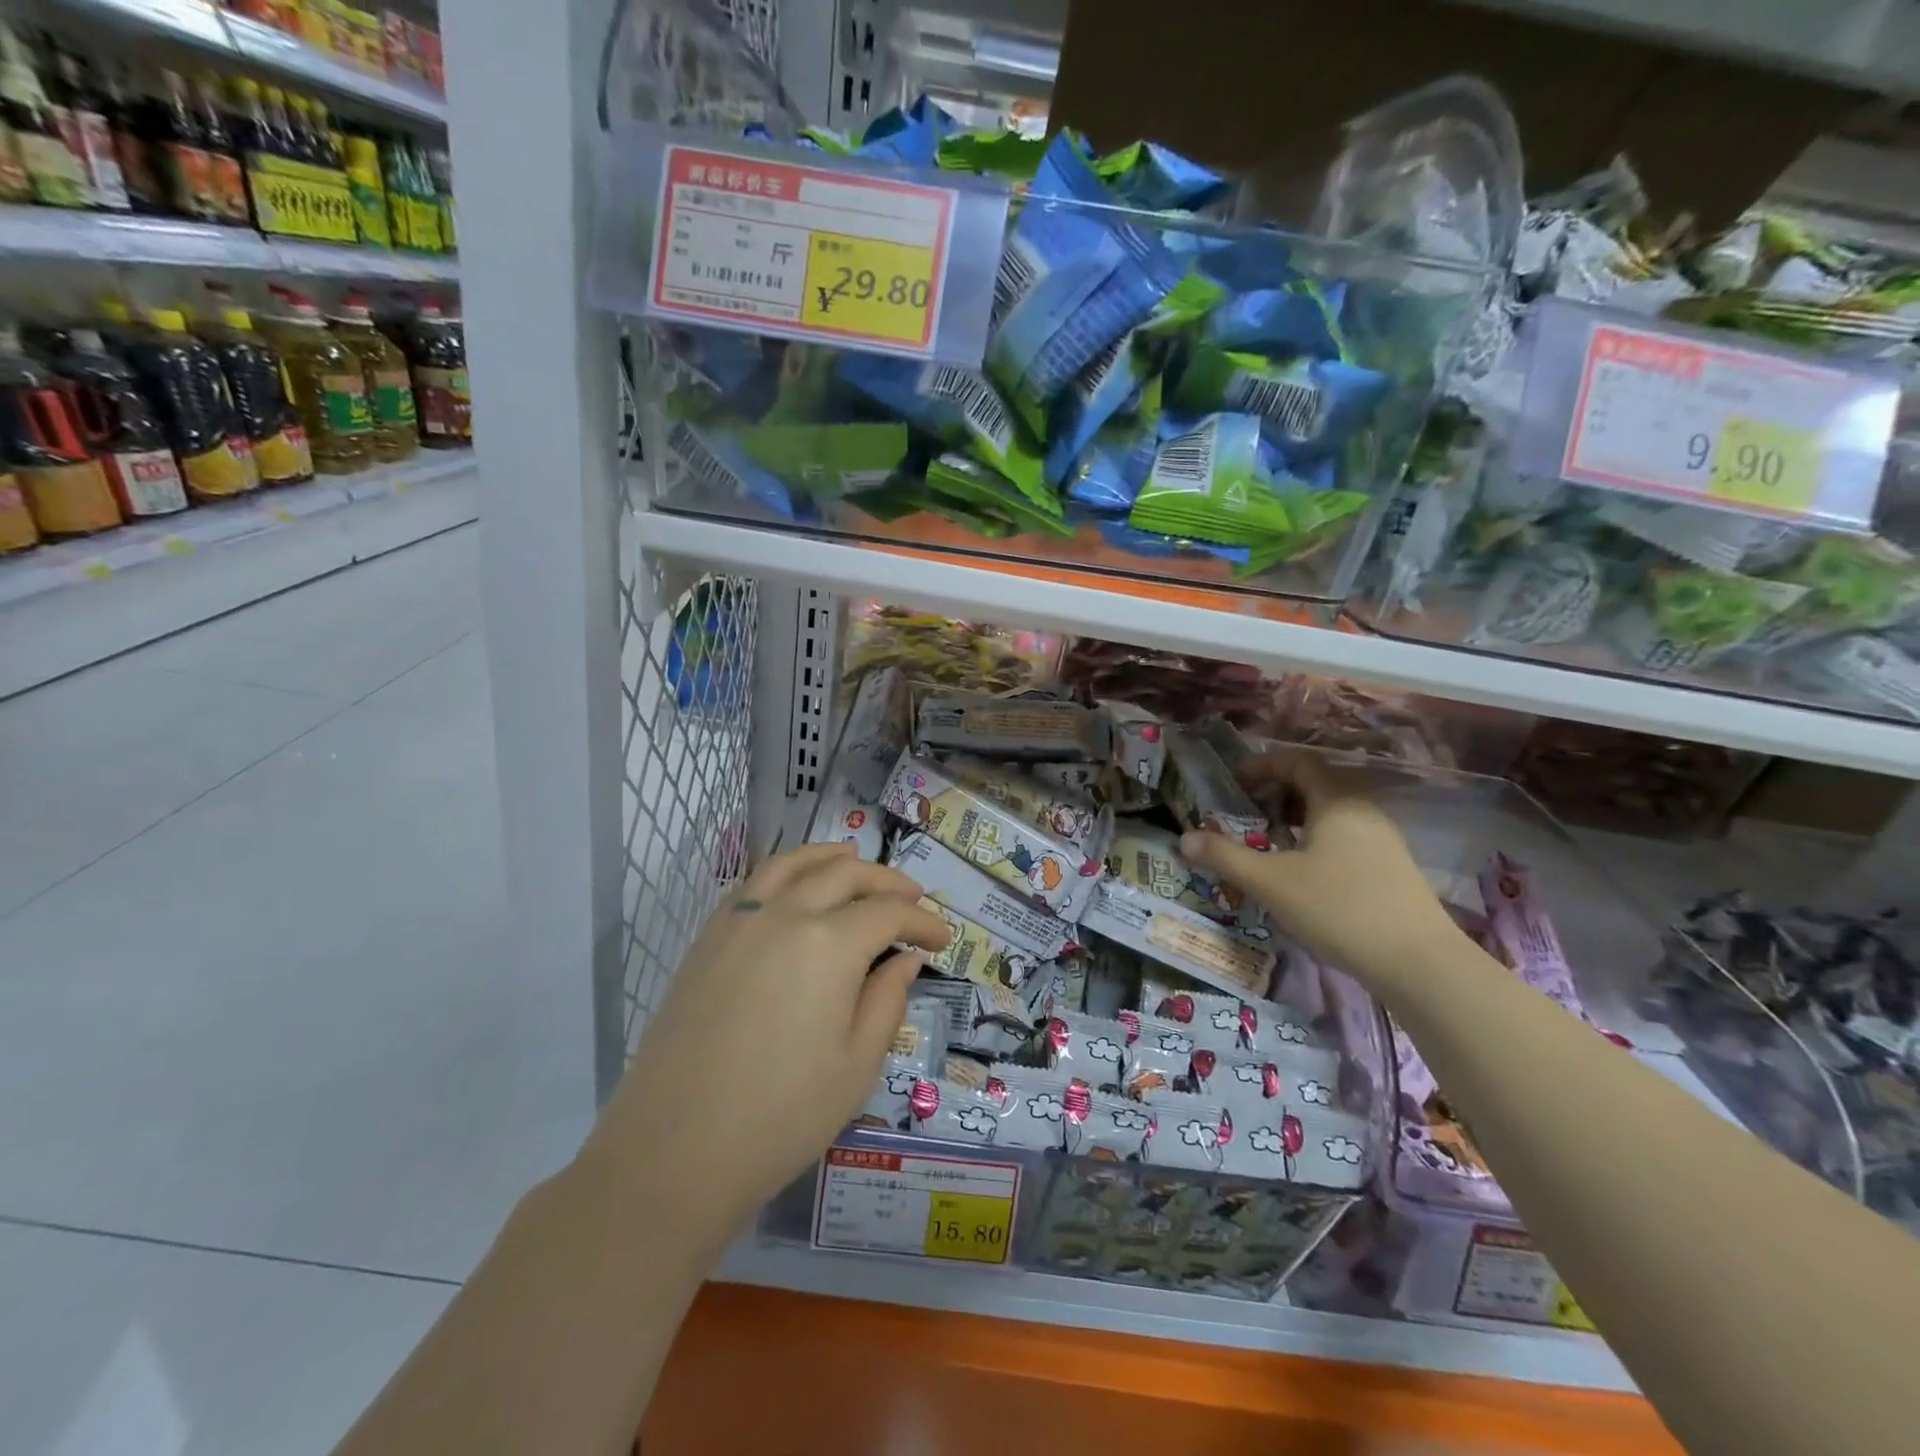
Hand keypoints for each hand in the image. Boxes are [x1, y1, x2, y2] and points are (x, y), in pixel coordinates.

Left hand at [579, 842, 951, 1240]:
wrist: (673, 1151)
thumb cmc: (781, 1116)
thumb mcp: (857, 1066)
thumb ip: (887, 1000)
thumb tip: (905, 958)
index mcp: (829, 945)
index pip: (888, 913)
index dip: (923, 921)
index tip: (943, 938)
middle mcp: (785, 914)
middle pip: (845, 874)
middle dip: (887, 882)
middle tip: (912, 898)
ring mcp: (740, 921)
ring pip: (793, 864)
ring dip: (831, 857)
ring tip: (853, 856)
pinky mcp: (708, 938)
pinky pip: (754, 883)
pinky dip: (785, 870)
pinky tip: (795, 885)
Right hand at [1180, 752, 1457, 989]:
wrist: (1419, 963)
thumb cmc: (1339, 909)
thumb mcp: (1271, 882)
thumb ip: (1224, 857)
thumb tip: (1183, 838)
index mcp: (1337, 801)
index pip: (1299, 761)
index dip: (1264, 765)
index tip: (1235, 781)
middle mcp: (1364, 811)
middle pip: (1317, 785)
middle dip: (1277, 792)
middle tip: (1245, 811)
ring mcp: (1384, 840)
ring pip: (1332, 813)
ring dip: (1296, 818)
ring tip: (1268, 841)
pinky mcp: (1392, 868)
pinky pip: (1346, 836)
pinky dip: (1316, 839)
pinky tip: (1302, 871)